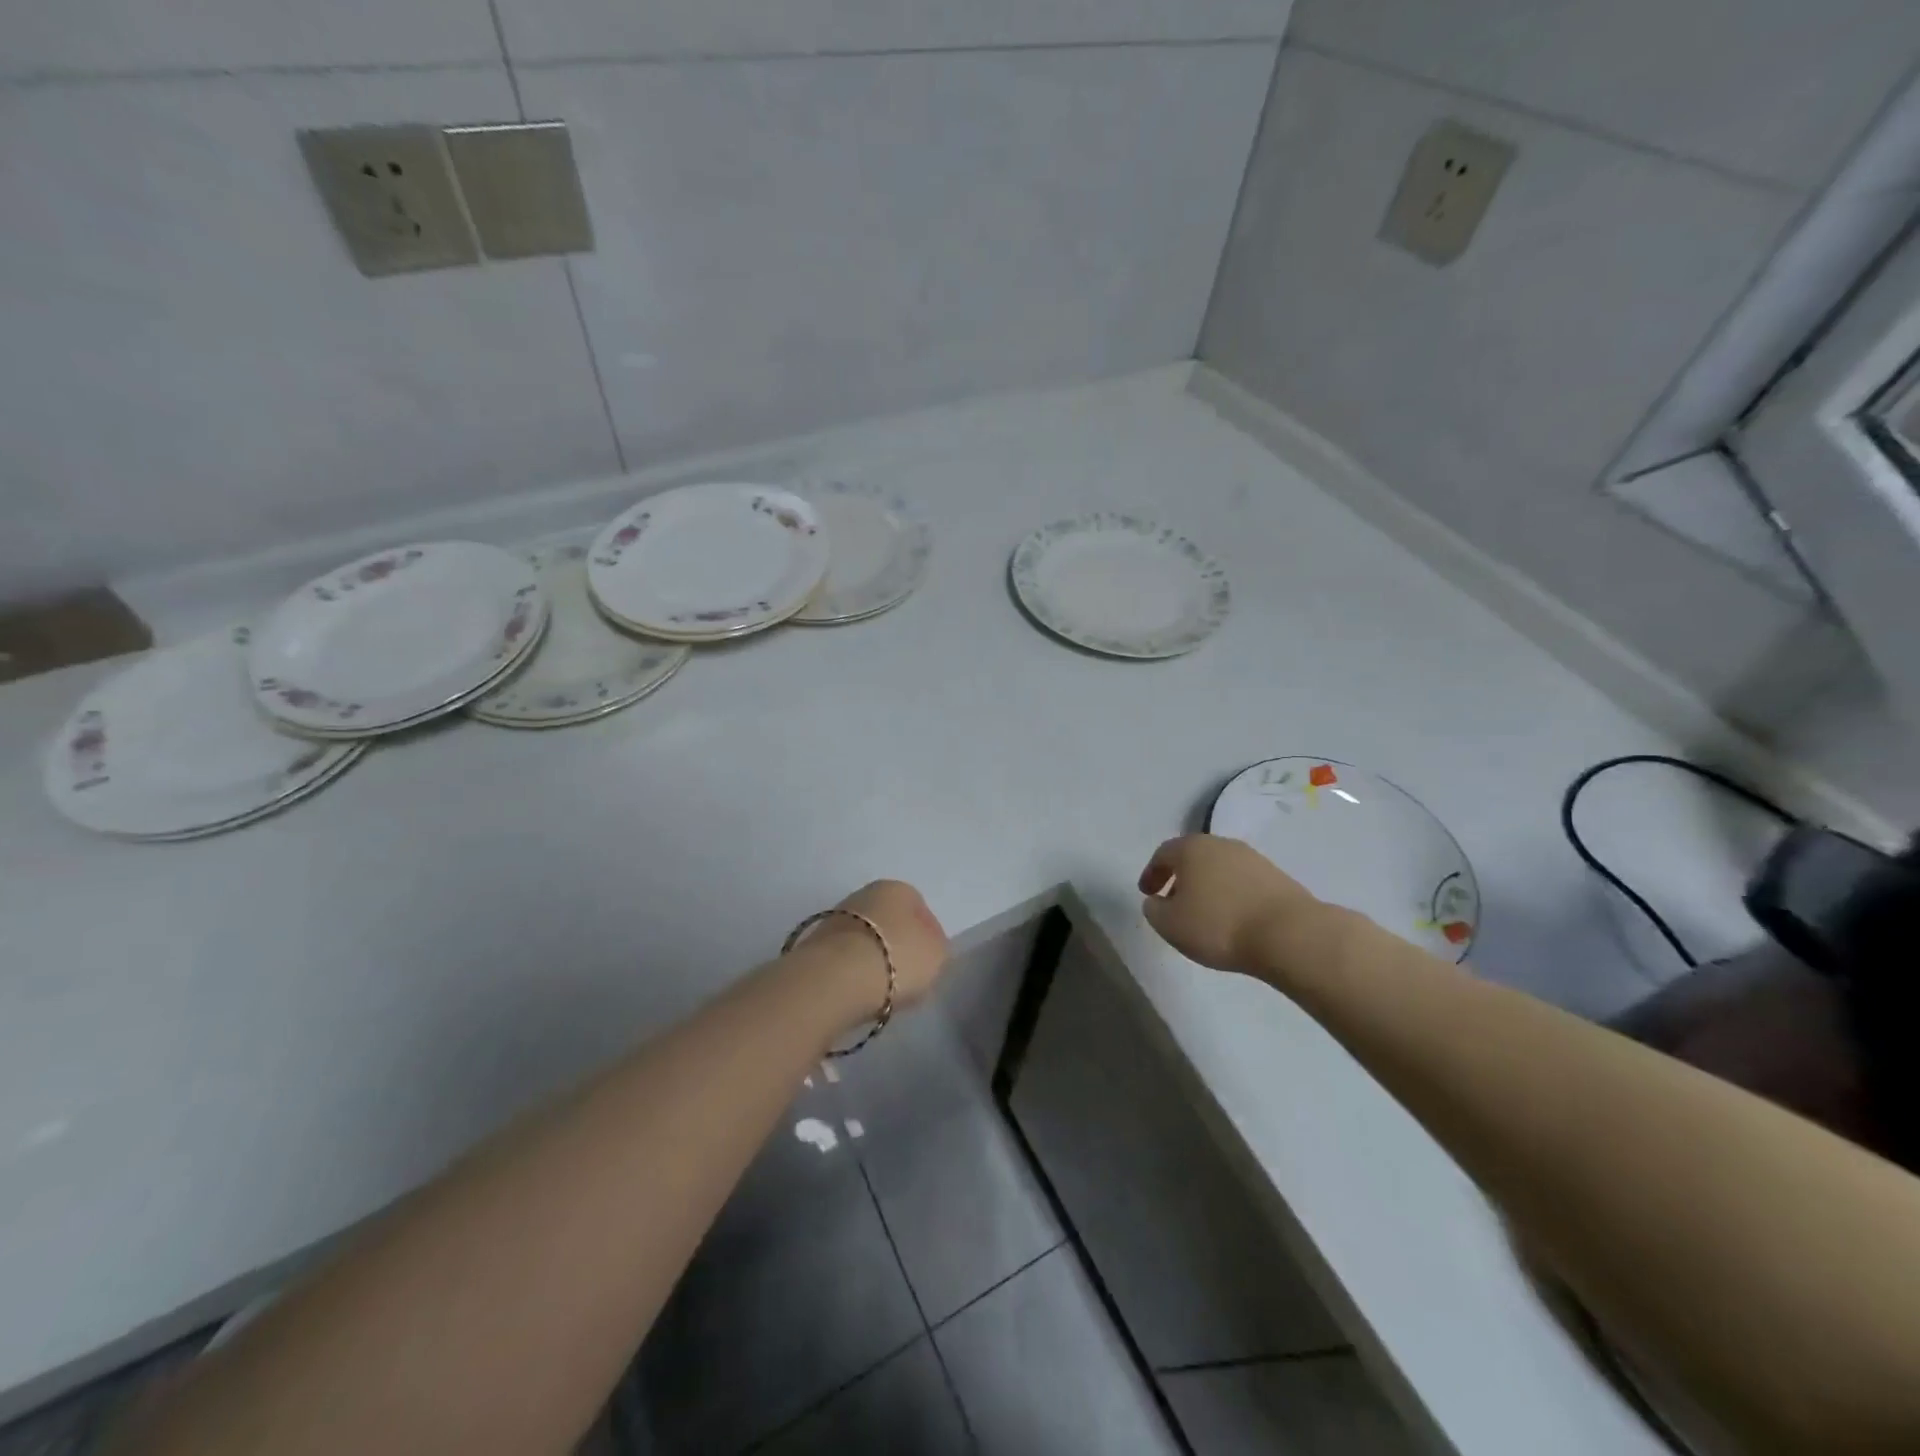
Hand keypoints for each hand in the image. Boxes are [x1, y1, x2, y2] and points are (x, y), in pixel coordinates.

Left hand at [808, 880, 950, 1016]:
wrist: (835, 978)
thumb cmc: (897, 958)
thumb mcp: (937, 955)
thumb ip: (937, 947)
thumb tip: (925, 948)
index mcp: (897, 888)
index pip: (920, 908)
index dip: (929, 935)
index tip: (931, 961)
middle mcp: (864, 894)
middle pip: (890, 920)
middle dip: (898, 943)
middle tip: (908, 974)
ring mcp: (835, 917)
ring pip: (865, 938)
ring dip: (874, 957)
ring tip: (883, 988)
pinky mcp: (815, 944)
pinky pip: (845, 957)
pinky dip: (853, 971)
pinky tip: (860, 991)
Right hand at [1137, 834, 1321, 973]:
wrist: (1288, 934)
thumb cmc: (1218, 925)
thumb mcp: (1170, 925)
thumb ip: (1154, 910)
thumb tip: (1156, 901)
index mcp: (1191, 849)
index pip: (1163, 854)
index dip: (1151, 873)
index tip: (1147, 893)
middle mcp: (1221, 844)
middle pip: (1193, 856)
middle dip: (1180, 877)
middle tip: (1172, 901)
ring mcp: (1252, 858)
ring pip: (1220, 868)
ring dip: (1207, 886)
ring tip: (1204, 913)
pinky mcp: (1277, 877)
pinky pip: (1242, 882)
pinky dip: (1231, 894)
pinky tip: (1232, 917)